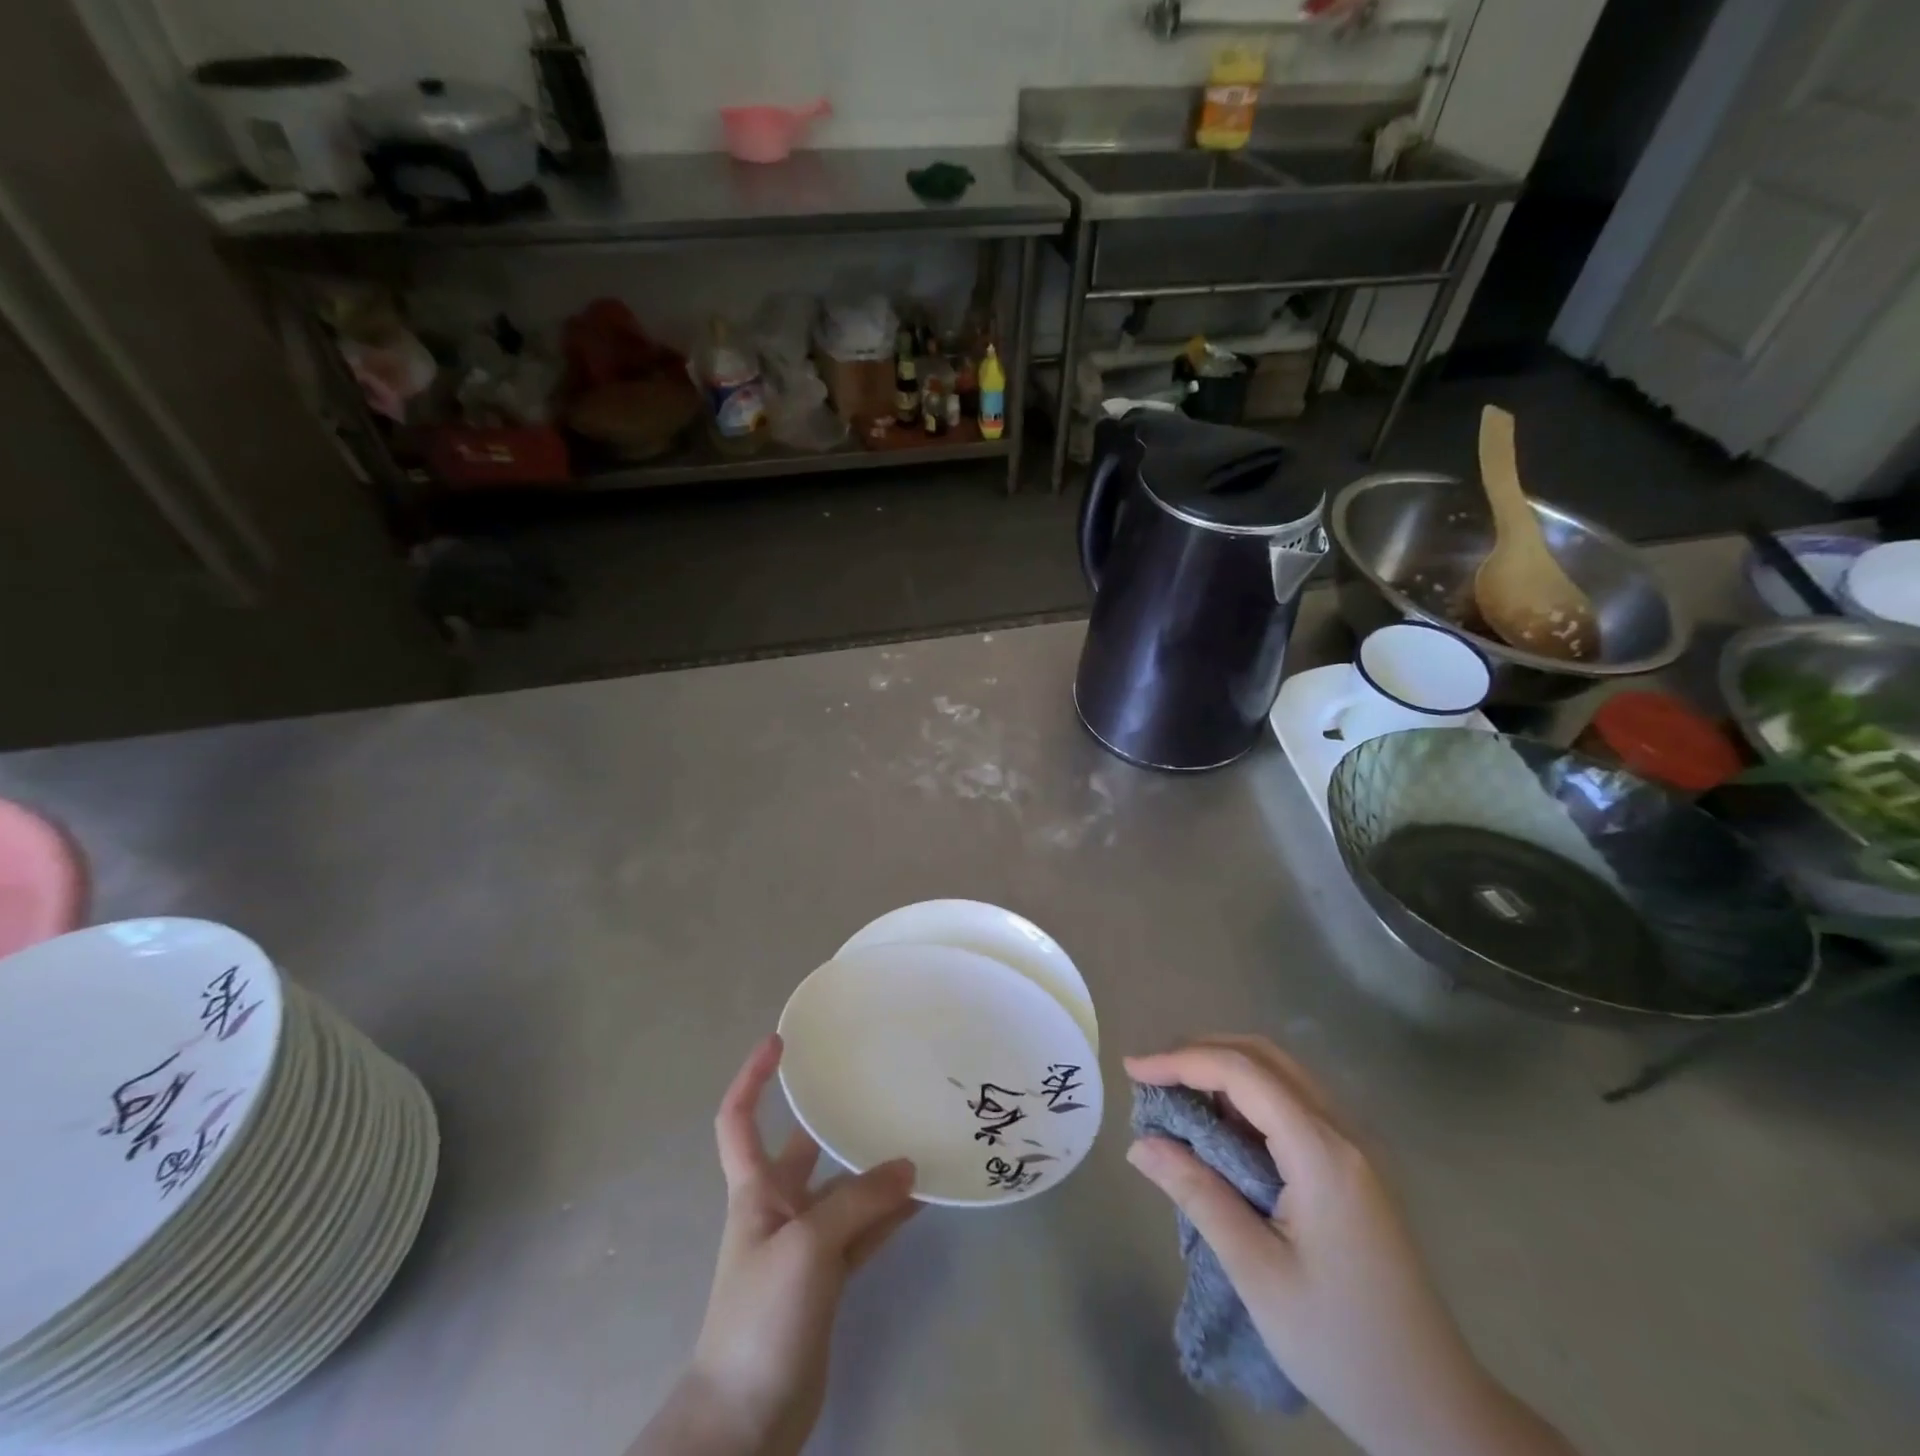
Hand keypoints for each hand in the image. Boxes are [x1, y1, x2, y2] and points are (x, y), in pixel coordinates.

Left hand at [634, 1035, 917, 1455]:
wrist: (745, 1422)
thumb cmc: (760, 1315)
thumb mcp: (807, 1246)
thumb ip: (859, 1202)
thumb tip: (908, 1167)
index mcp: (754, 1190)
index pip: (738, 1119)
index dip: (753, 1078)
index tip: (779, 1042)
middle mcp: (778, 1208)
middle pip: (803, 1149)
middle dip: (831, 1118)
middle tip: (876, 1084)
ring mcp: (805, 1245)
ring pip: (843, 1191)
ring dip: (874, 1169)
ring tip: (917, 1136)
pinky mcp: (828, 1280)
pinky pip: (864, 1232)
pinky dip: (889, 1215)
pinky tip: (924, 1196)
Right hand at [1126, 1037, 1575, 1455]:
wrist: (1435, 1409)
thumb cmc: (1342, 1344)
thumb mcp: (1257, 1272)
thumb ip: (1198, 1194)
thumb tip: (1140, 1144)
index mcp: (1322, 1153)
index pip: (1243, 1073)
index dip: (1182, 1061)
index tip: (1133, 1070)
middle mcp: (1344, 1132)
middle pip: (1264, 1057)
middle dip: (1201, 1053)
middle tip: (1151, 1075)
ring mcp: (1355, 1147)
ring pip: (1282, 1074)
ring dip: (1225, 1070)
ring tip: (1176, 1094)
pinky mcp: (1355, 1165)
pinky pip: (1294, 1102)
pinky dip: (1249, 1096)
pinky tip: (1221, 1125)